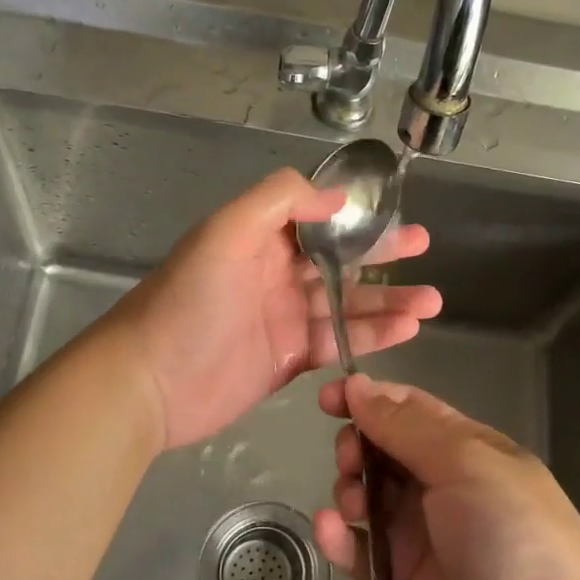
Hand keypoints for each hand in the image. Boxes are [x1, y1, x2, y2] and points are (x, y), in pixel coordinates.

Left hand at [107, 169, 441, 449]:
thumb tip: (336, 197)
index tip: (394, 212)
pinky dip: (371, 336)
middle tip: (425, 250)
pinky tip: (405, 330)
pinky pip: (338, 342)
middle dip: (383, 255)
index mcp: (259, 238)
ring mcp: (283, 318)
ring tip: (430, 302)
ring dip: (388, 301)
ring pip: (346, 304)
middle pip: (339, 260)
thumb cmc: (188, 301)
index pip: (317, 218)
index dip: (356, 215)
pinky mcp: (288, 359)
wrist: (149, 382)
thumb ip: (279, 201)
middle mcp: (274, 273)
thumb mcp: (225, 232)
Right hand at [313, 374, 579, 579]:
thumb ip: (406, 427)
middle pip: (380, 449)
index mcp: (463, 447)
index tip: (327, 398)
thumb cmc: (512, 533)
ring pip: (364, 494)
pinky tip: (331, 532)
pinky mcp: (399, 577)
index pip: (407, 408)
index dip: (367, 398)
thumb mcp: (466, 464)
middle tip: (351, 461)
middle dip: (356, 446)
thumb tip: (358, 385)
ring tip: (354, 506)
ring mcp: (418, 532)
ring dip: (347, 490)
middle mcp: (438, 483)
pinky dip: (338, 537)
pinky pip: (358, 548)